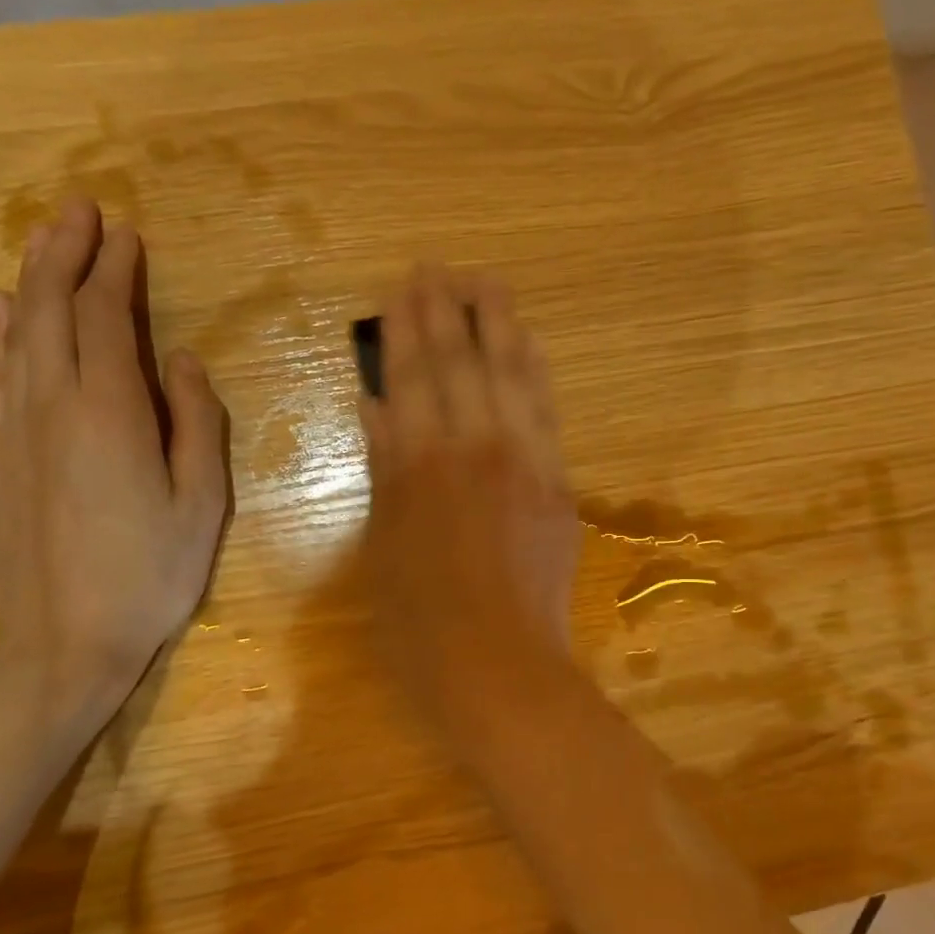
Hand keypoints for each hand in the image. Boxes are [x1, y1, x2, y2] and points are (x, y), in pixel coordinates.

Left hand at [0, 196, 227, 724]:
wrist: (62, 644)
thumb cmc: (150, 575)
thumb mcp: (202, 504)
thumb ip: (196, 424)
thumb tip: (183, 362)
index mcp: (109, 414)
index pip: (107, 320)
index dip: (114, 272)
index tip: (125, 234)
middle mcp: (50, 406)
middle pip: (50, 311)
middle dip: (64, 254)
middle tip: (78, 210)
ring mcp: (10, 432)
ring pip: (14, 337)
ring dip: (29, 283)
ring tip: (42, 242)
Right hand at [360, 266, 579, 729]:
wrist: (502, 667)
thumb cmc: (421, 621)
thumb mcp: (382, 545)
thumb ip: (383, 467)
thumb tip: (376, 406)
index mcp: (420, 464)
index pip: (412, 377)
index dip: (406, 328)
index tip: (403, 287)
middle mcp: (475, 448)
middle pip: (462, 363)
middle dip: (449, 310)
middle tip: (441, 266)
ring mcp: (524, 462)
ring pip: (512, 376)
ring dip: (499, 324)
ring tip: (488, 284)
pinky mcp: (558, 483)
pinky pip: (547, 412)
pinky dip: (535, 372)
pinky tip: (528, 345)